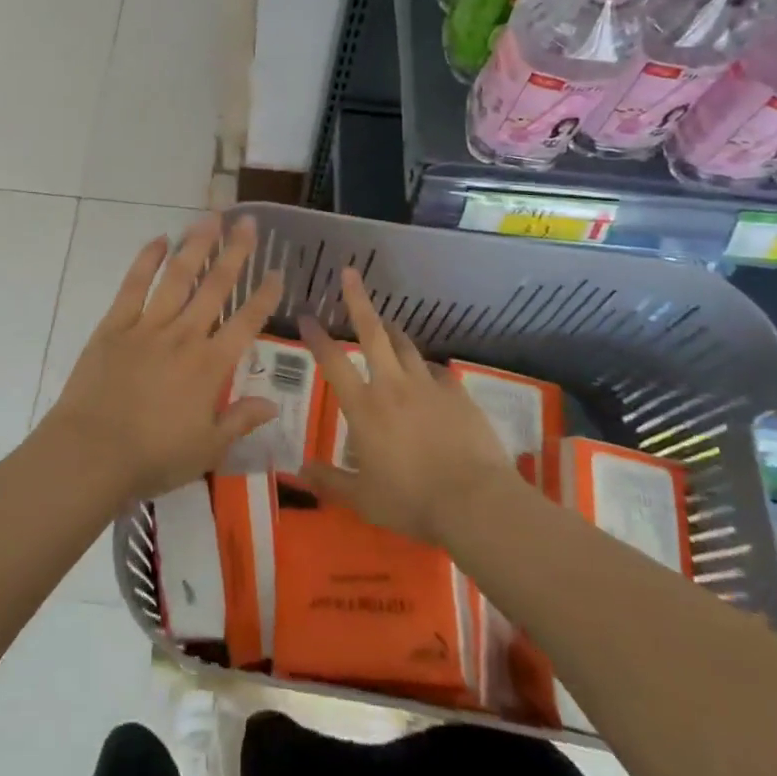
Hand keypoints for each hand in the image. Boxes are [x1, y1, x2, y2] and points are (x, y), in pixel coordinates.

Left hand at [43, 214, 282, 501]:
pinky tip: (159, 239)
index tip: (277, 271)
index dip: (264, 296)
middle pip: (215, 287)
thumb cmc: (153, 457)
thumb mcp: (207, 449)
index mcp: (210, 366)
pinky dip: (146, 260)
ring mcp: (147, 326)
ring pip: (177, 276)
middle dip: (235, 252)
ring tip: (211, 217)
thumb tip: (272, 403)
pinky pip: (133, 285)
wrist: (91, 453)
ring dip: (196, 245)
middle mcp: (184, 336)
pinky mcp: (115, 325)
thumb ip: (240, 421)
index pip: (246, 322)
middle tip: (249, 222)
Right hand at [300, 268, 522, 546]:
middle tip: (349, 273)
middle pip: (372, 332)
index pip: (333, 362)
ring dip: (392, 330)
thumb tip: (300, 469)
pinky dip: (426, 369)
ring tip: (386, 323)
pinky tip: (428, 376)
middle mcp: (392, 386)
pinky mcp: (457, 394)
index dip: (317, 337)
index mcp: (364, 408)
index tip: (305, 315)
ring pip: (406, 346)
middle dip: (358, 300)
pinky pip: (437, 372)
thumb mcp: (363, 499)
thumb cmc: (411, 501)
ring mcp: (428, 386)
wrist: (475, 502)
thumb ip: (330, 481)